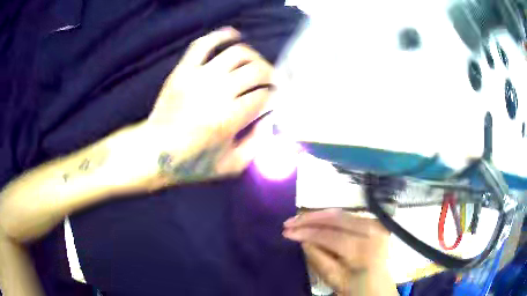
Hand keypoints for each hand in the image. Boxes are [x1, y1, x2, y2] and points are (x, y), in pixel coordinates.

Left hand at [141, 27, 271, 183]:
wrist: (154, 152)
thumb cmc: (192, 163)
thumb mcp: (231, 165)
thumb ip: (257, 144)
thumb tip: (270, 119)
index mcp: (229, 118)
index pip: (264, 95)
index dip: (274, 95)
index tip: (275, 98)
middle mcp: (217, 92)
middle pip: (257, 70)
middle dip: (271, 75)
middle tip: (271, 82)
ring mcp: (198, 77)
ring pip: (238, 53)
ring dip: (254, 57)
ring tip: (255, 65)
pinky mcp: (183, 70)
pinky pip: (204, 44)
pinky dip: (222, 35)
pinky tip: (234, 36)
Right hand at [283, 209, 395, 295]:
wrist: (380, 285)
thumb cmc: (357, 287)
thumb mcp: (335, 280)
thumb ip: (318, 259)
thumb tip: (303, 240)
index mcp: (364, 250)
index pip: (331, 236)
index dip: (307, 232)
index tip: (287, 232)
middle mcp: (372, 231)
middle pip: (337, 219)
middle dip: (310, 218)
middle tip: (289, 222)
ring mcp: (375, 224)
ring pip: (342, 213)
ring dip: (318, 215)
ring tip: (299, 219)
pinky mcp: (374, 222)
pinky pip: (348, 215)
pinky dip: (330, 217)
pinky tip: (316, 219)